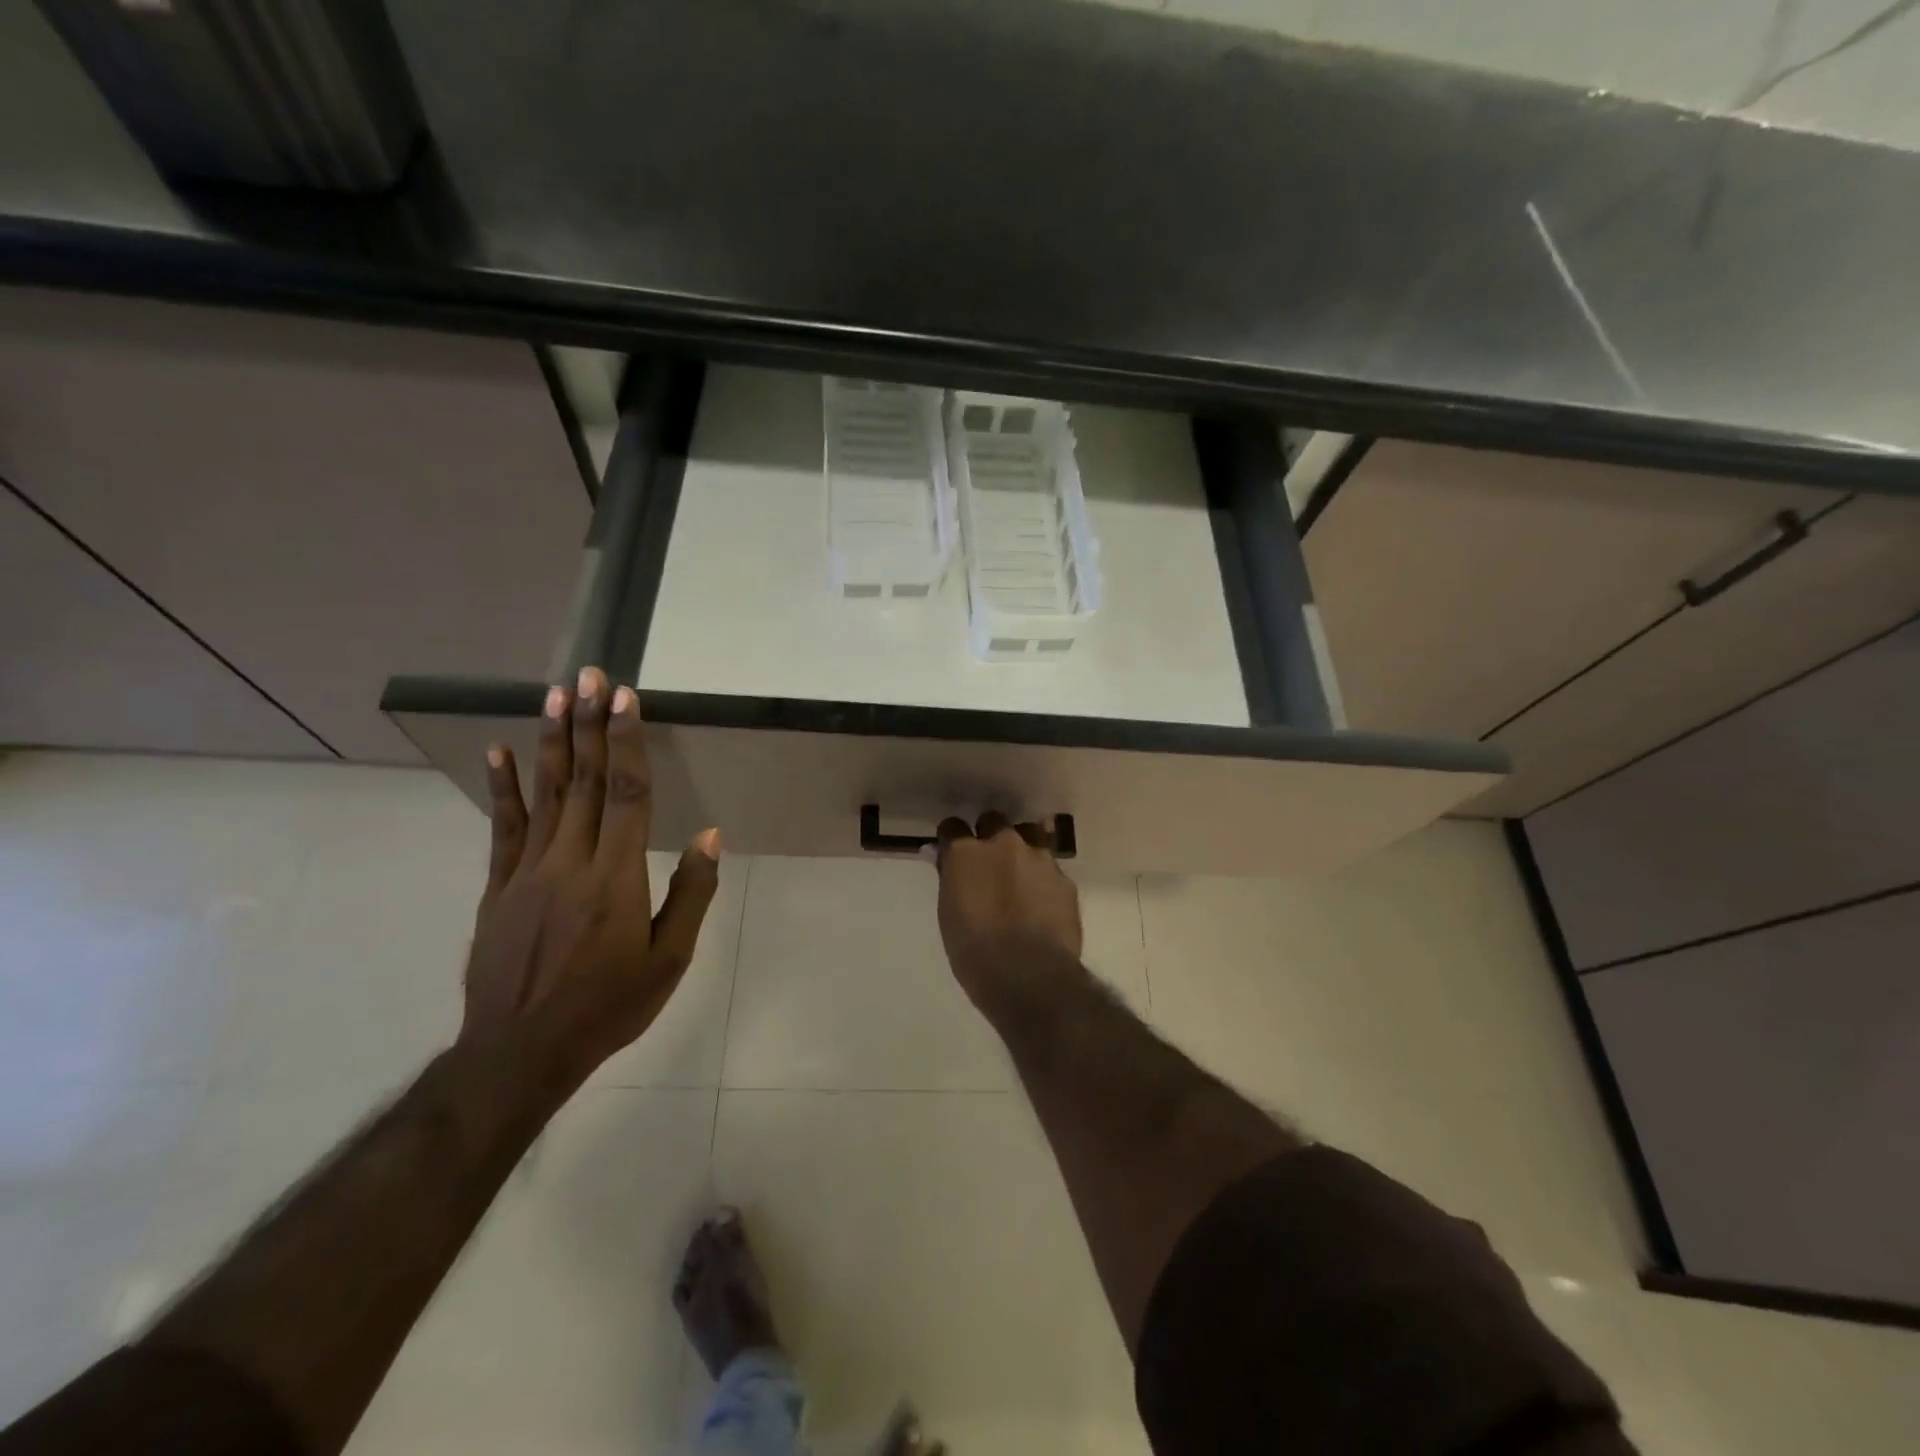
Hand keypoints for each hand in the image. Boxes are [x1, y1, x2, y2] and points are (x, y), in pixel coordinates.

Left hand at [461, 666, 720, 1088]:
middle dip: (589, 724)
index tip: (625, 699)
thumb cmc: (609, 1006)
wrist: (520, 1052)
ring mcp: (527, 872)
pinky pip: (503, 829)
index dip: (626, 742)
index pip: (625, 794)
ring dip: (552, 742)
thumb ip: (691, 893)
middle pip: (584, 782)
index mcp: (616, 877)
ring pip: (544, 795)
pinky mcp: (497, 888)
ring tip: (554, 695)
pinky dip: (503, 788)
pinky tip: (500, 753)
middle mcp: (570, 862)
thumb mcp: (669, 959)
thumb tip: (710, 835)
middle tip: (590, 675)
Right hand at [930, 812, 1081, 1007]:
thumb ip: (949, 878)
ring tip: (1019, 876)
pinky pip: (1050, 868)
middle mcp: (1004, 844)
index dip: (951, 838)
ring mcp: (1039, 858)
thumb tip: (940, 854)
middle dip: (989, 835)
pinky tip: (1041, 902)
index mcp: (967, 853)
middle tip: (987, 863)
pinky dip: (1042, 878)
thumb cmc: (974, 952)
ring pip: (1029, 837)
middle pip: (993, 821)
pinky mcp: (1064, 879)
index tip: (951, 852)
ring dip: (1021, 850)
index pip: (952, 827)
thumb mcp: (949, 914)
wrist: (1029, 976)